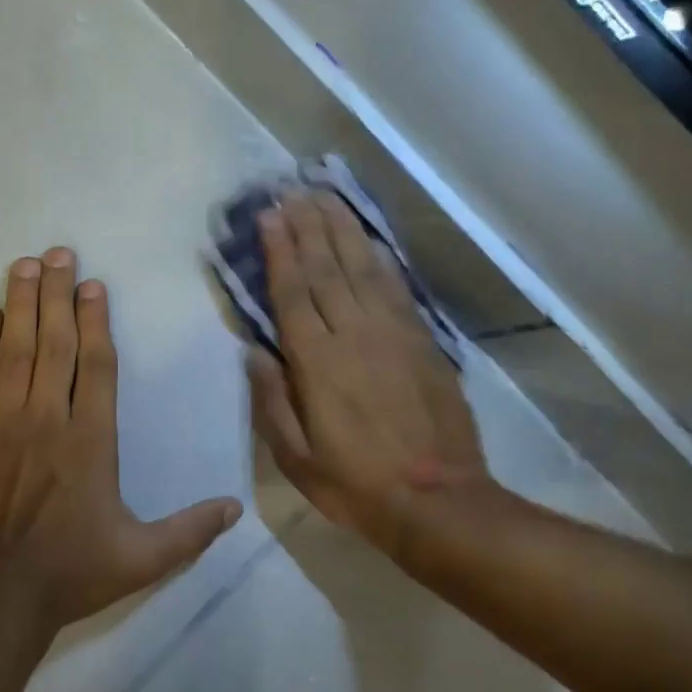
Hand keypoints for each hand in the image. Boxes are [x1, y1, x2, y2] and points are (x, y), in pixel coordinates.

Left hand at [0, 248, 242, 633]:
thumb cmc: (71, 573)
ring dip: (20, 305)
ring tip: (24, 266)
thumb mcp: (142, 558)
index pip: (97, 366)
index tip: (93, 285)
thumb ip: (190, 531)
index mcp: (91, 441)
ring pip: (14, 352)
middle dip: (57, 294)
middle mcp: (48, 420)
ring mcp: (3, 425)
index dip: (95, 321)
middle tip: (58, 253)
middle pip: (54, 344)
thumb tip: (236, 508)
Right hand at [247, 192, 492, 557]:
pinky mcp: (424, 342)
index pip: (293, 293)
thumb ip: (271, 401)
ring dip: (343, 230)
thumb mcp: (296, 458)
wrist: (438, 500)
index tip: (269, 215)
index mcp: (318, 363)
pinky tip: (370, 241)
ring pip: (363, 269)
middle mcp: (354, 335)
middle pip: (327, 269)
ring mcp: (394, 334)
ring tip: (326, 197)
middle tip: (293, 190)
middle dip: (308, 226)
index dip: (280, 251)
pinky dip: (380, 259)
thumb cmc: (356, 484)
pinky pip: (397, 289)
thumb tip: (253, 351)